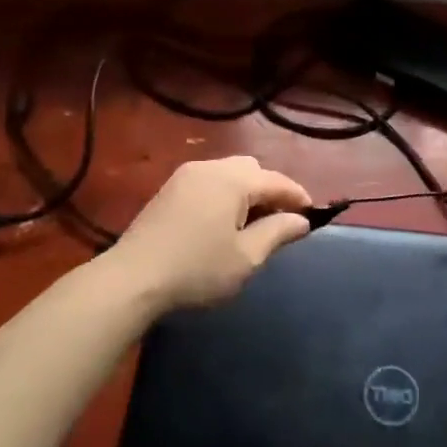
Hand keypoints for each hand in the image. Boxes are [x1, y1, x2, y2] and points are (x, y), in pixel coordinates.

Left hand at [108, 156, 312, 313]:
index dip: (299, 197)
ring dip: (247, 192)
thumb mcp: (246, 257)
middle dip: (271, 191)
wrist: (132, 278)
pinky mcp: (170, 188)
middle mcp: (211, 167)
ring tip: (251, 225)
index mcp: (234, 180)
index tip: (313, 216)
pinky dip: (225, 194)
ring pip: (229, 173)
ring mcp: (187, 175)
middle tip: (279, 223)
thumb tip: (301, 220)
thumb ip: (278, 233)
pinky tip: (222, 223)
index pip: (278, 181)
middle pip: (253, 170)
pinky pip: (209, 181)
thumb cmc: (197, 269)